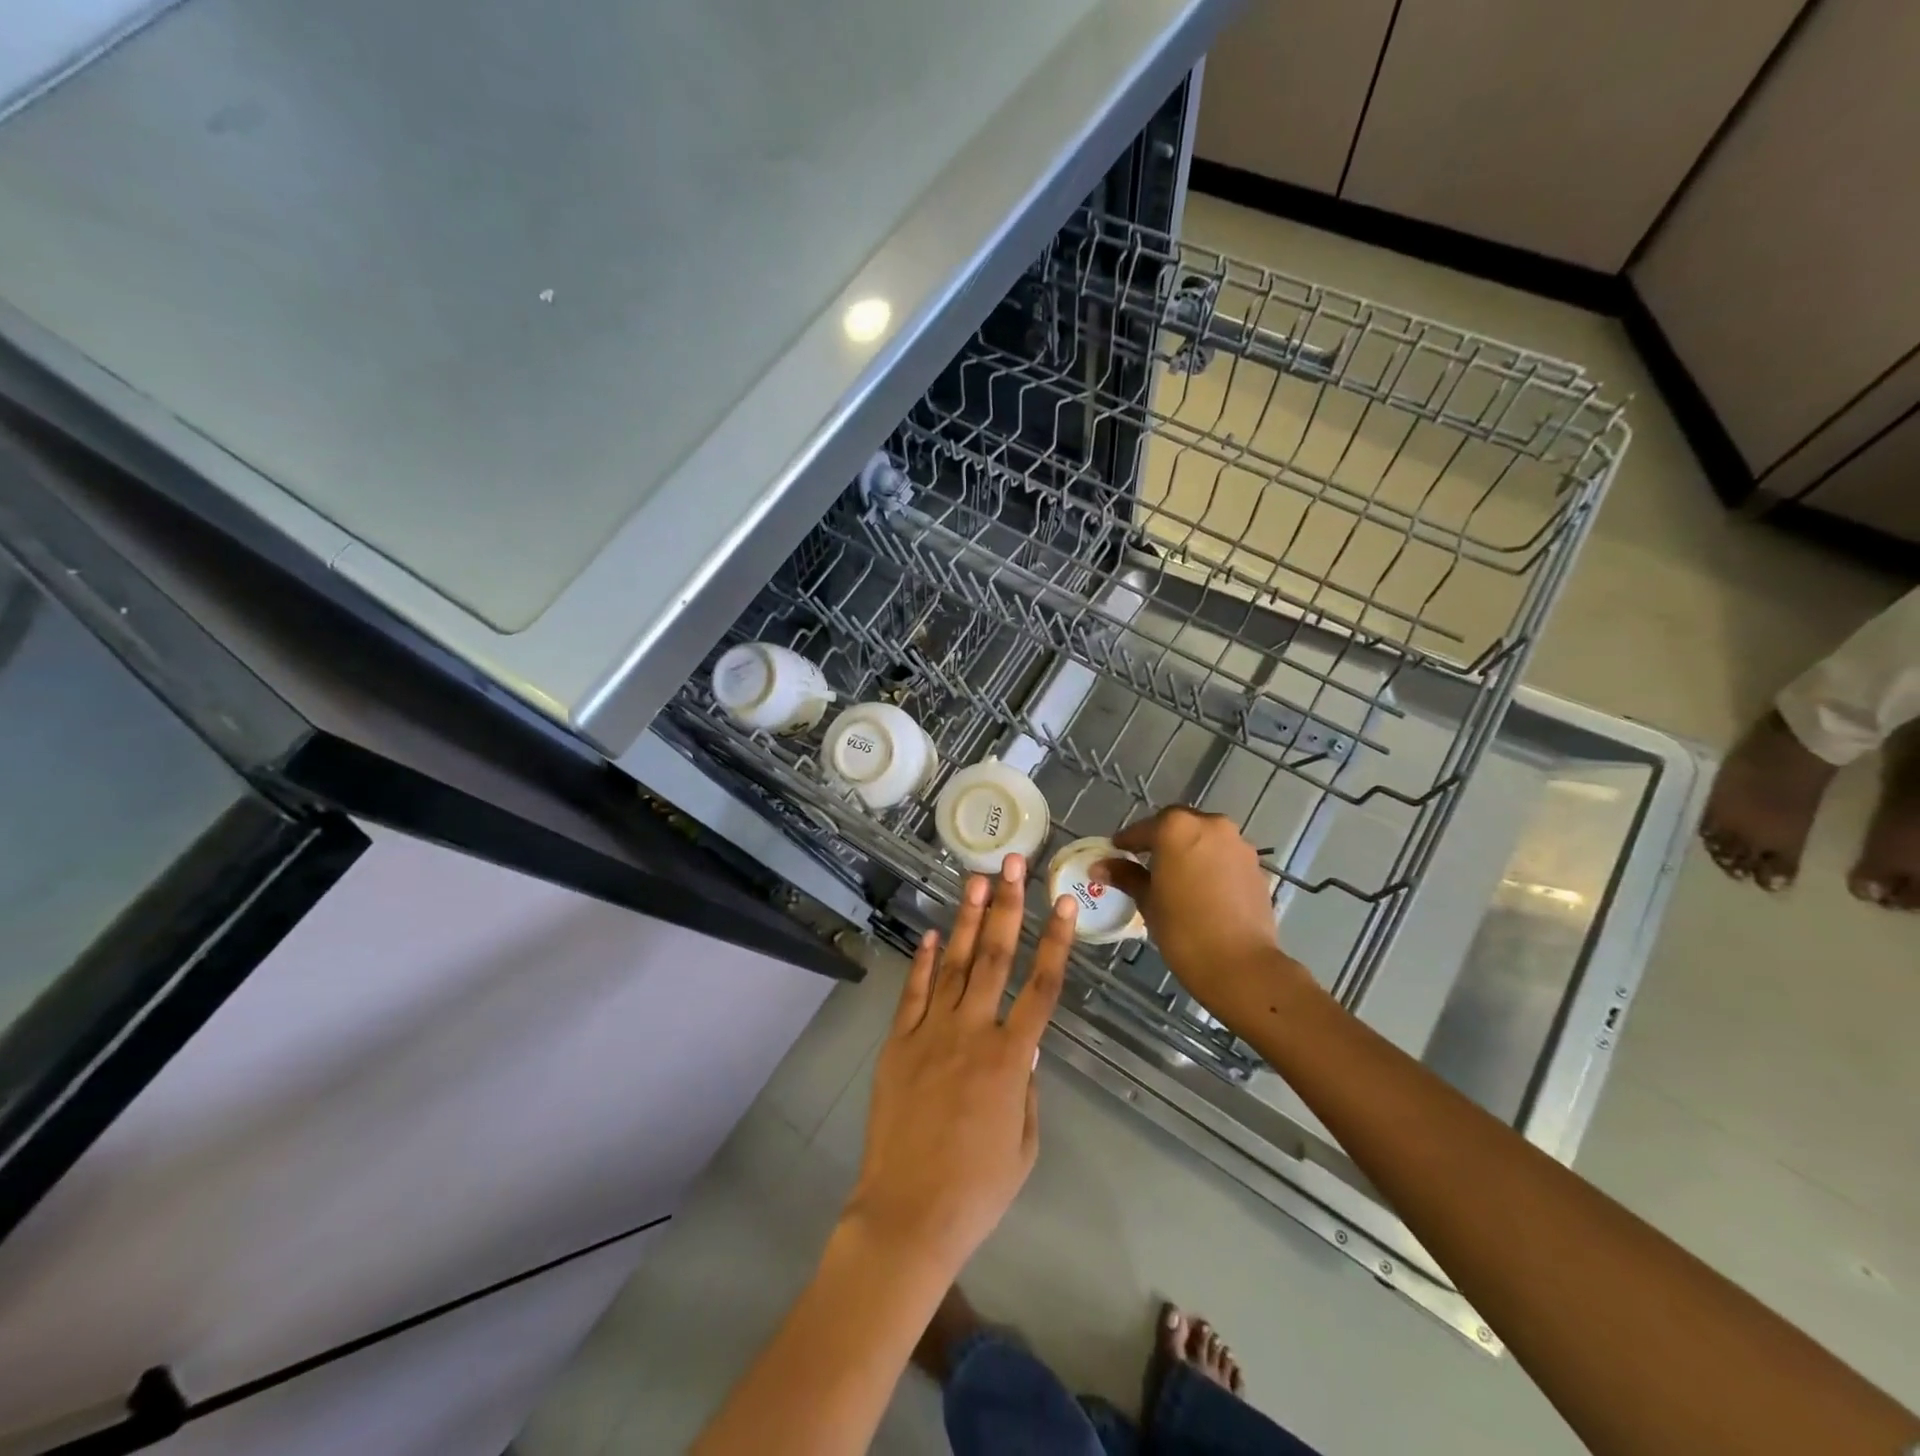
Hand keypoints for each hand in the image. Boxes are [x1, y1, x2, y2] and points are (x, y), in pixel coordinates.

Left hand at [843, 856, 1074, 1276]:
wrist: (908, 1214)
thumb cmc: (977, 1189)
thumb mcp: (1024, 1145)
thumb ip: (1027, 1088)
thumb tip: (1025, 1047)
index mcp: (1011, 1059)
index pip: (1042, 987)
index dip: (1057, 942)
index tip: (1064, 903)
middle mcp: (972, 1033)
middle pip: (996, 958)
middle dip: (1008, 906)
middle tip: (1013, 865)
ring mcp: (930, 1033)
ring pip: (956, 964)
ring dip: (968, 919)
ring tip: (977, 879)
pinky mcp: (898, 1042)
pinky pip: (914, 992)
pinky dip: (925, 961)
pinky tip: (935, 933)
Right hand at [1094, 807, 1309, 1027]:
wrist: (1240, 964)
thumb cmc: (1183, 929)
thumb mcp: (1147, 900)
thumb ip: (1125, 876)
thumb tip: (1100, 866)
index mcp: (1177, 828)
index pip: (1143, 829)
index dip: (1127, 841)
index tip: (1116, 852)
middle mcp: (1210, 825)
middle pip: (1178, 825)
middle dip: (1161, 839)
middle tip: (1145, 861)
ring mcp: (1237, 844)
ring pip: (1205, 838)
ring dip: (1189, 849)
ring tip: (1176, 876)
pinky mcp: (1255, 866)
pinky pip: (1225, 856)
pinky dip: (1211, 864)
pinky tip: (1202, 888)